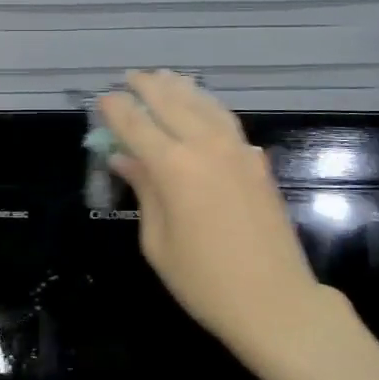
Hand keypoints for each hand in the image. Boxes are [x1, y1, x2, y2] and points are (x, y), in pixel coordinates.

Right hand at [98, 71, 321, 356]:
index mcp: (173, 167)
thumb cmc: (204, 282)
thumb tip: (124, 159)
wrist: (275, 302)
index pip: (136, 125)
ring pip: (204, 105)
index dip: (117, 109)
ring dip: (181, 88)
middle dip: (148, 87)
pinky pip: (228, 121)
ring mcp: (236, 151)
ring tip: (165, 77)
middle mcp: (205, 147)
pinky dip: (209, 106)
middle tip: (130, 77)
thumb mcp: (158, 242)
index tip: (103, 98)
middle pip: (171, 103)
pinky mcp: (257, 162)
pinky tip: (203, 106)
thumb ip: (144, 191)